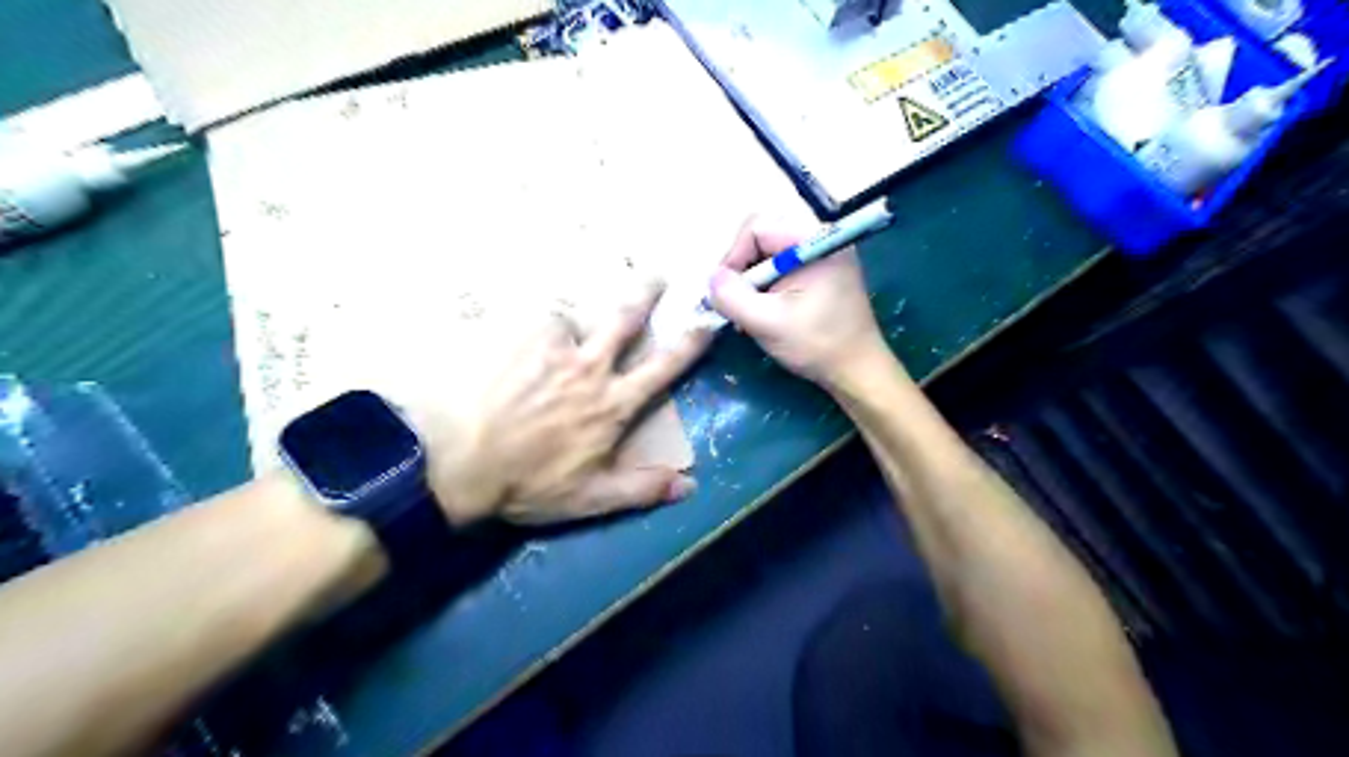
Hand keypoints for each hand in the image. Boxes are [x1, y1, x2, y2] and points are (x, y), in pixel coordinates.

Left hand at [409, 282, 707, 525]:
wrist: (455, 460)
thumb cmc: (525, 483)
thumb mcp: (590, 498)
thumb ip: (642, 488)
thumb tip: (690, 485)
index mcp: (611, 404)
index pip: (662, 368)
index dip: (689, 345)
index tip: (706, 323)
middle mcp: (588, 366)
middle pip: (625, 319)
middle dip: (646, 294)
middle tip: (656, 275)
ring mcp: (549, 345)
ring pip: (571, 317)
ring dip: (568, 322)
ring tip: (551, 333)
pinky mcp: (512, 333)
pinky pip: (527, 319)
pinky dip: (526, 327)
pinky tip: (509, 340)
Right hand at [710, 217, 891, 387]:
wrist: (858, 371)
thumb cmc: (817, 344)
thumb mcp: (766, 322)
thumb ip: (732, 296)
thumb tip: (711, 279)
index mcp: (813, 241)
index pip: (757, 228)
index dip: (733, 257)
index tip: (724, 292)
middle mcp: (820, 238)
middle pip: (762, 238)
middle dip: (742, 270)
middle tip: (734, 302)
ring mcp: (823, 256)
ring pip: (769, 254)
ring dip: (753, 282)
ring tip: (748, 312)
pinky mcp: (822, 273)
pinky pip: (783, 268)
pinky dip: (767, 287)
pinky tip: (765, 312)